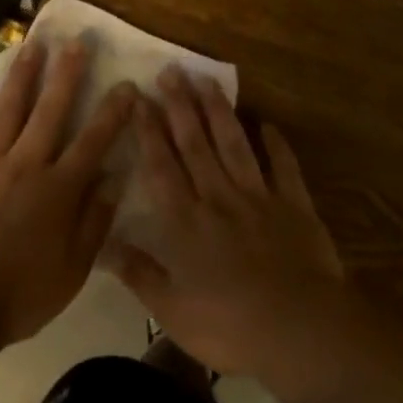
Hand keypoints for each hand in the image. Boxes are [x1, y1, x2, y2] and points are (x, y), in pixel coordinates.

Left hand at [0, 38, 135, 346]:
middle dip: (66, 74)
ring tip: (31, 45)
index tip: (127, 84)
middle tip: (76, 41)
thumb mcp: (74, 269)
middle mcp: (26, 163)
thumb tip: (114, 178)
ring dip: (22, 75)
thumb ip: (95, 221)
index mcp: (59, 188)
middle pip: (50, 110)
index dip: (112, 112)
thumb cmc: (22, 292)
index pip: (93, 141)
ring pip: (8, 109)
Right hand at [107, 66, 348, 385]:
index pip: (161, 166)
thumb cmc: (230, 326)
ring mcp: (258, 197)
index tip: (138, 98)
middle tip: (170, 71)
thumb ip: (138, 273)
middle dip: (180, 106)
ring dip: (219, 111)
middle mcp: (218, 197)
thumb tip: (101, 243)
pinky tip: (267, 123)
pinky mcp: (294, 205)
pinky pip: (284, 167)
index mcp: (186, 222)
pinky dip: (276, 144)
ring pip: (234, 144)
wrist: (300, 331)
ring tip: (207, 80)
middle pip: (196, 144)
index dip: (148, 130)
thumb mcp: (172, 311)